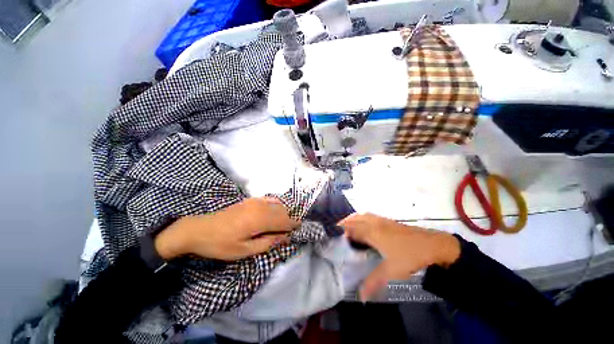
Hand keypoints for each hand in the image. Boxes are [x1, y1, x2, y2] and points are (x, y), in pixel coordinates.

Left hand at [155, 197, 298, 260]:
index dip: (293, 225)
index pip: (284, 221)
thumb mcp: (244, 250)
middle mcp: (260, 207)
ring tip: (281, 224)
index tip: (299, 230)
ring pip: (277, 204)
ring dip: (283, 213)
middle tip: (289, 231)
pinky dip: (276, 205)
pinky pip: (269, 199)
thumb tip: (285, 237)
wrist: (200, 229)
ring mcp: (255, 201)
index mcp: (259, 220)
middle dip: (289, 220)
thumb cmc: (221, 244)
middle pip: (282, 212)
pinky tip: (274, 211)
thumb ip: (268, 243)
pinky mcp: (250, 200)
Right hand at [339, 213, 460, 301]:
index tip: (334, 237)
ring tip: (347, 226)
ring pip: (362, 215)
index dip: (342, 232)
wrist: (432, 244)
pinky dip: (361, 217)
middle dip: (344, 223)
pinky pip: (369, 215)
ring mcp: (381, 220)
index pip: (352, 229)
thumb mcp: (391, 270)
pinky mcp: (388, 220)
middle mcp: (374, 223)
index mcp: (372, 232)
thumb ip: (374, 281)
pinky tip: (363, 224)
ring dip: (352, 218)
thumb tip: (361, 296)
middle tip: (337, 231)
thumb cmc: (409, 255)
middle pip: (354, 219)